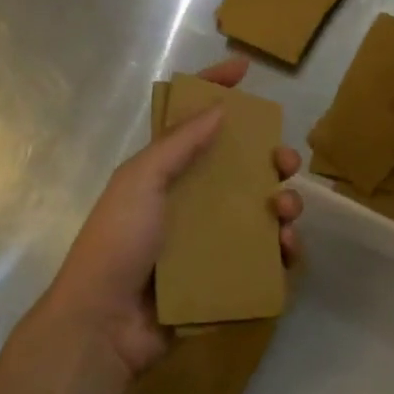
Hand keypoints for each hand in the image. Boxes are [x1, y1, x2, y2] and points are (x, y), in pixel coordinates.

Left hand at [44, 56, 301, 377]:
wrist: (105, 323)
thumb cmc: (119, 241)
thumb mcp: (140, 182)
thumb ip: (178, 144)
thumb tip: (218, 108)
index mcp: (166, 172)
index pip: (194, 121)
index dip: (216, 90)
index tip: (245, 70)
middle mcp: (191, 201)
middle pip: (240, 167)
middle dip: (270, 159)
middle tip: (285, 163)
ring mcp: (209, 240)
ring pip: (260, 210)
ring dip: (283, 203)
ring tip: (286, 211)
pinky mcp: (224, 276)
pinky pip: (263, 255)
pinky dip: (282, 249)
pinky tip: (287, 248)